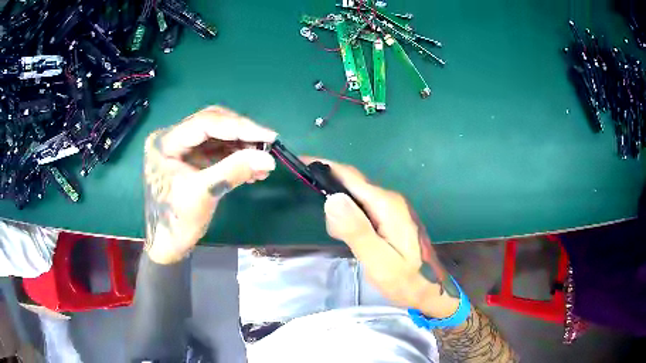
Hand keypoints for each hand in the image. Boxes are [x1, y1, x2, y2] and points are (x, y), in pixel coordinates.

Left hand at [144, 106, 276, 263]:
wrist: (167, 245)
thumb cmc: (177, 221)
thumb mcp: (204, 194)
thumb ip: (234, 171)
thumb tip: (269, 158)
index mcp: (165, 141)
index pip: (206, 122)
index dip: (239, 127)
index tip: (269, 136)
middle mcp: (171, 138)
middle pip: (212, 123)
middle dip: (241, 134)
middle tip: (267, 145)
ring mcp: (181, 148)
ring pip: (217, 136)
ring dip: (241, 146)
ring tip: (262, 161)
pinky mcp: (190, 159)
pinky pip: (216, 150)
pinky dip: (235, 157)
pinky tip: (252, 168)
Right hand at [308, 158, 460, 317]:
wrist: (429, 288)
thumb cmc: (404, 278)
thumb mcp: (377, 259)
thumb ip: (356, 230)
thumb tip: (332, 198)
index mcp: (387, 205)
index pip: (351, 177)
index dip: (325, 166)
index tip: (301, 161)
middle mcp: (390, 199)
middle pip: (352, 186)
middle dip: (333, 200)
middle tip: (334, 233)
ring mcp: (392, 207)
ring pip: (357, 198)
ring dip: (343, 214)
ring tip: (346, 242)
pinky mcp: (391, 216)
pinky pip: (364, 208)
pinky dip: (352, 219)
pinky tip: (356, 239)